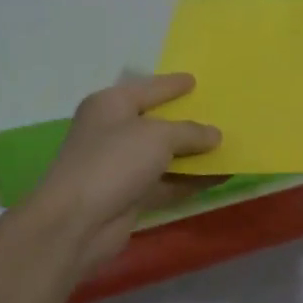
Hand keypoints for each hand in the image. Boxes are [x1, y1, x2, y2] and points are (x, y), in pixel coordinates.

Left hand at [27, 73, 221, 268]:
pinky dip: (189, 180)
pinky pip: (165, 182)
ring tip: (226, 147)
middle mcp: (112, 131)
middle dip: (186, 121)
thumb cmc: (114, 162)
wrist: (76, 222)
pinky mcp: (128, 196)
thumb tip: (214, 135)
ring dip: (192, 155)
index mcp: (110, 105)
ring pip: (163, 155)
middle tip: (218, 114)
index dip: (172, 84)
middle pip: (156, 122)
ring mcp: (119, 166)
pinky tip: (218, 178)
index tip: (195, 80)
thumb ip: (190, 132)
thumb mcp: (158, 137)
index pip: (148, 88)